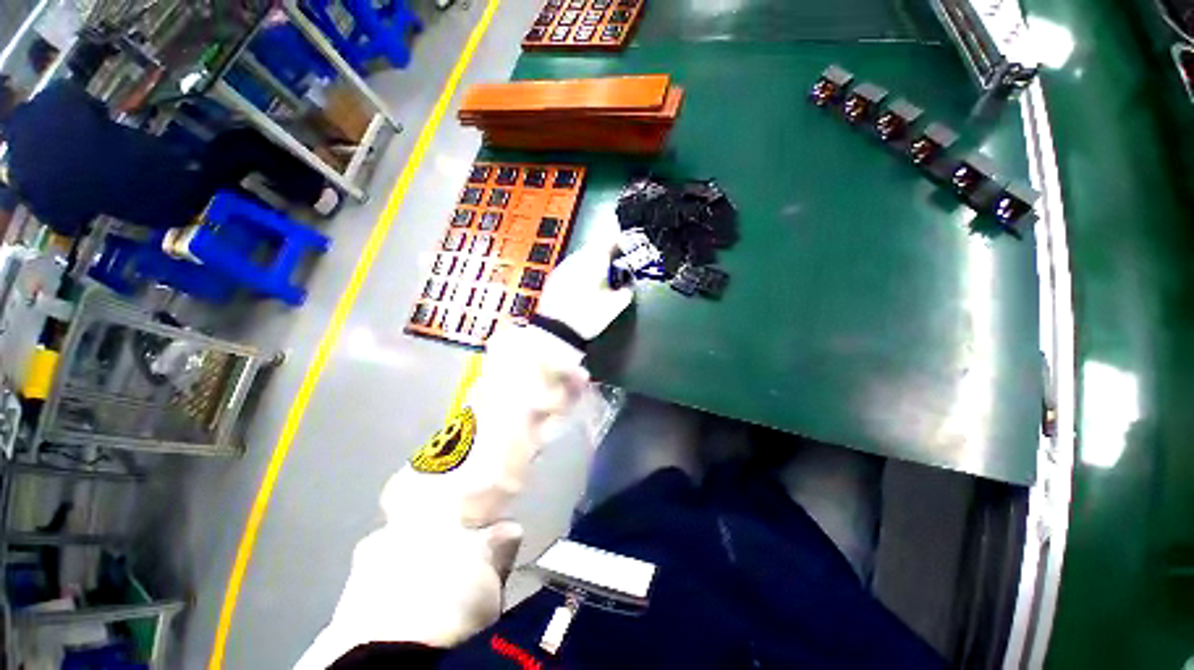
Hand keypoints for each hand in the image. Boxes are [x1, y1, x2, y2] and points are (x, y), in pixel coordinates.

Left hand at [537, 232, 634, 340]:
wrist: (557, 331)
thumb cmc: (586, 317)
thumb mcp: (614, 306)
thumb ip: (626, 292)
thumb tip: (628, 287)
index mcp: (593, 260)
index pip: (609, 239)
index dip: (620, 240)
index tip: (626, 246)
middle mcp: (576, 259)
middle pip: (594, 248)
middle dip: (605, 256)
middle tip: (615, 269)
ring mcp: (562, 268)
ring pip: (582, 259)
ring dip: (592, 266)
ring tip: (599, 282)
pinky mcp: (553, 279)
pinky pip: (571, 270)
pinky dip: (579, 275)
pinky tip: (583, 290)